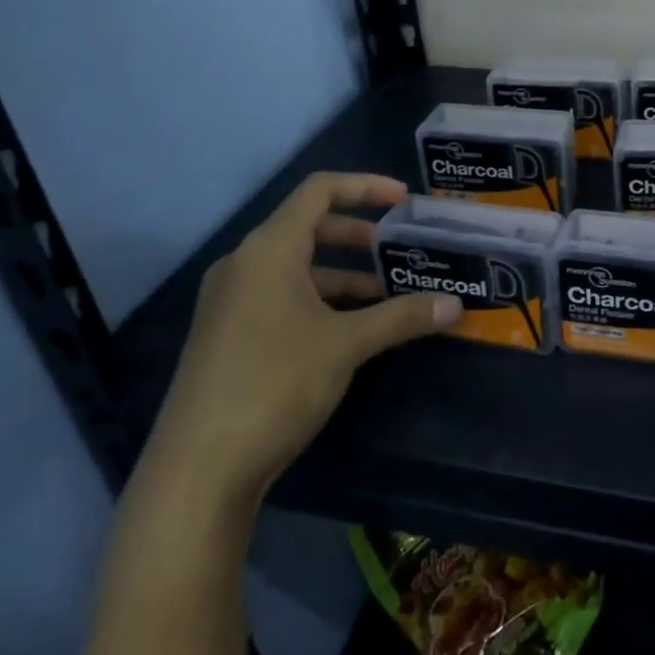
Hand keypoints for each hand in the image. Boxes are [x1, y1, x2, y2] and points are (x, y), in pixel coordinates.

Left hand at [147, 173, 458, 505]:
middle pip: (308, 227)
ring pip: (297, 267)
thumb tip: (455, 306)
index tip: (404, 200)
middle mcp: (244, 265)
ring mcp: (231, 301)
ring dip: (343, 273)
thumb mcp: (347, 345)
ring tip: (386, 293)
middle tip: (399, 250)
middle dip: (358, 235)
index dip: (364, 186)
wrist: (198, 469)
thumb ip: (402, 317)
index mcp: (268, 250)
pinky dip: (320, 299)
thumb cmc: (275, 384)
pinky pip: (282, 296)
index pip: (319, 191)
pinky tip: (351, 329)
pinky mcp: (228, 334)